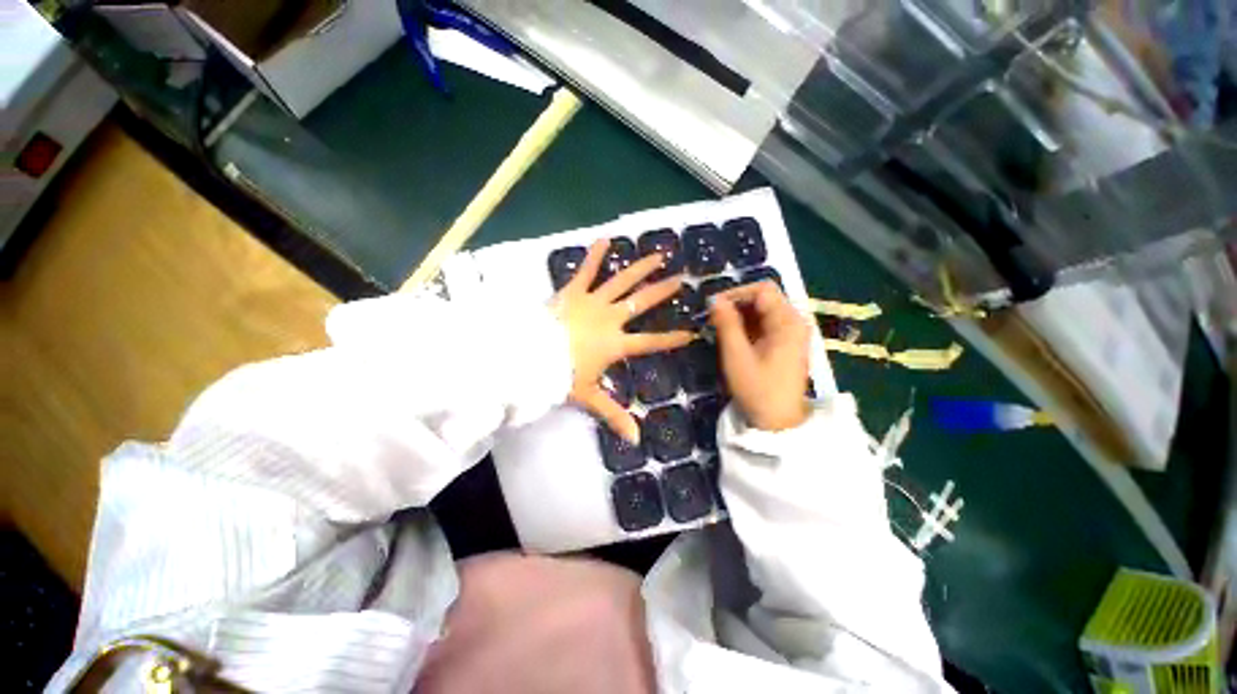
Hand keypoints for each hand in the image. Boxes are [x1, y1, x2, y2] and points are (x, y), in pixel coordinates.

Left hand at [553, 239, 693, 442]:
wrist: (530, 355)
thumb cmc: (560, 376)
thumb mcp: (588, 396)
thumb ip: (613, 415)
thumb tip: (636, 441)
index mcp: (616, 344)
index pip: (651, 342)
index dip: (672, 338)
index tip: (691, 332)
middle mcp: (611, 319)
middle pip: (642, 303)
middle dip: (663, 291)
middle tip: (681, 279)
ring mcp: (593, 302)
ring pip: (622, 281)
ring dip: (641, 268)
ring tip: (659, 254)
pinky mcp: (573, 291)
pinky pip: (586, 270)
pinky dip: (595, 255)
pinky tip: (605, 239)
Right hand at [710, 281, 810, 430]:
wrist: (778, 421)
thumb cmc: (757, 388)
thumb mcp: (736, 355)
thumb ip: (726, 324)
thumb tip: (715, 300)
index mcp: (788, 321)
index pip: (762, 290)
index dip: (736, 293)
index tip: (713, 306)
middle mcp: (794, 321)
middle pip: (764, 299)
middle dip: (737, 305)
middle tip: (714, 319)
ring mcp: (792, 333)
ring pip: (763, 311)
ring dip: (741, 316)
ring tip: (720, 328)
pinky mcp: (787, 343)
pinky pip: (766, 324)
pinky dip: (748, 326)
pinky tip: (734, 338)